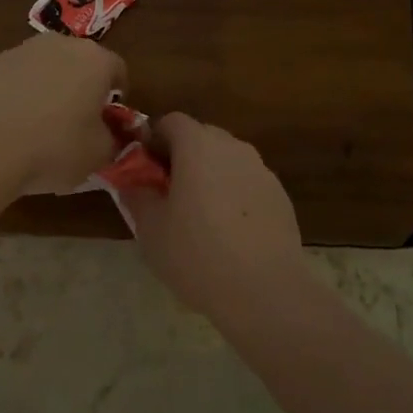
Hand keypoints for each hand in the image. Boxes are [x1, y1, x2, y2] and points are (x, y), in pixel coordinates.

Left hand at [0, 34, 126, 195]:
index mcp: (95, 60)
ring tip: (43, 120)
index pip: (118, 69)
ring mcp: (23, 50)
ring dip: (51, 84)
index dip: (117, 94)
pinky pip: (19, 75)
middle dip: (83, 84)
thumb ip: (112, 137)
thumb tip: (105, 132)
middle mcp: (61, 44)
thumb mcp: (98, 154)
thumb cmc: (54, 148)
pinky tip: (14, 120)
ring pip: (48, 65)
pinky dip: (22, 91)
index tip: (110, 118)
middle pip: (81, 61)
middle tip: (79, 117)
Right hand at [119, 114, 306, 315]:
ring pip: (226, 160)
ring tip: (199, 214)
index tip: (144, 167)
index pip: (171, 121)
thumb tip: (132, 182)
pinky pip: (247, 182)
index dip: (154, 139)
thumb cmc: (197, 254)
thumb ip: (137, 196)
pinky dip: (233, 194)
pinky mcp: (279, 195)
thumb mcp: (150, 229)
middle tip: (167, 191)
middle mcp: (232, 147)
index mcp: (198, 146)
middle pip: (201, 136)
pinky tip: (229, 231)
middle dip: (181, 156)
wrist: (265, 291)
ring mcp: (261, 170)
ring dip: (209, 174)